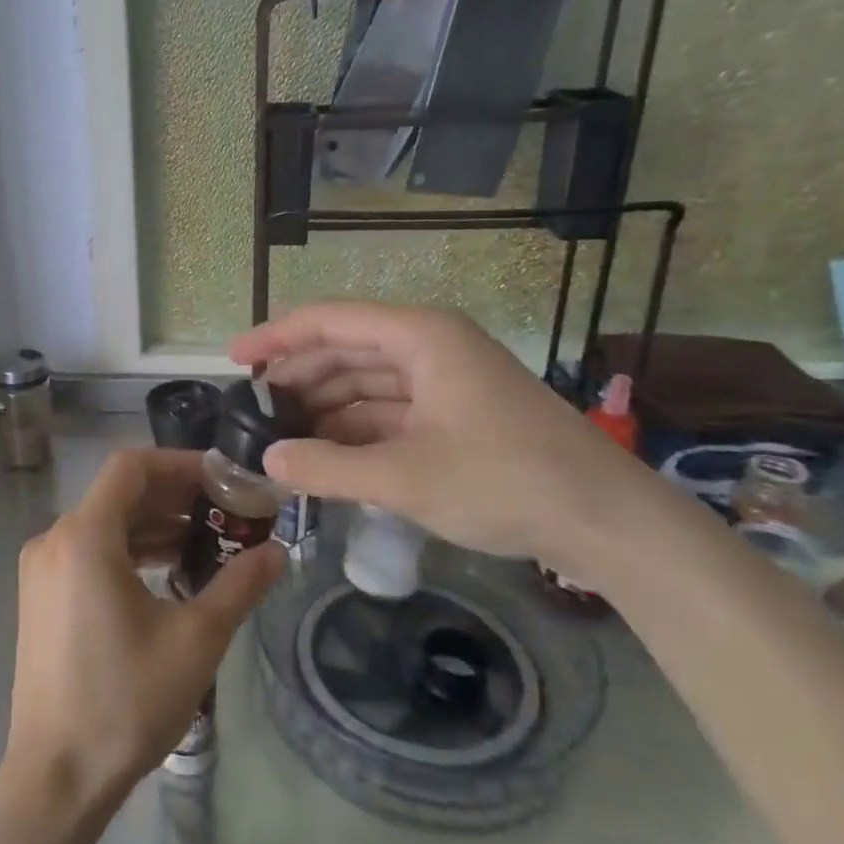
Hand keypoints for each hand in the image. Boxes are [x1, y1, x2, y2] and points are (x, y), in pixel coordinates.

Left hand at [2, 448, 284, 813]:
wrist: (56, 778)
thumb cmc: (125, 701)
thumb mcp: (196, 639)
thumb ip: (239, 585)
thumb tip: (279, 550)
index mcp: (84, 536)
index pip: (132, 466)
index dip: (181, 463)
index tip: (225, 479)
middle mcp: (54, 539)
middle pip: (119, 493)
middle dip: (175, 495)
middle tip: (227, 509)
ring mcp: (42, 569)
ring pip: (105, 524)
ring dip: (154, 524)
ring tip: (208, 540)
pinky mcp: (41, 596)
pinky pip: (90, 551)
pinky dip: (129, 550)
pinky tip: (169, 571)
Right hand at [231, 301, 660, 577]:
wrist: (608, 522)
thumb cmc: (505, 481)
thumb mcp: (403, 478)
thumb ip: (328, 467)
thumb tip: (269, 459)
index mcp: (420, 336)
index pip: (329, 321)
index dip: (276, 337)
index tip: (234, 360)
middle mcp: (430, 345)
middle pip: (345, 349)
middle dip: (298, 378)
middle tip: (254, 411)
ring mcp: (446, 379)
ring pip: (367, 382)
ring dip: (325, 408)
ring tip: (282, 437)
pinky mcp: (457, 413)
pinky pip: (390, 410)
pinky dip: (357, 430)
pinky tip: (328, 456)